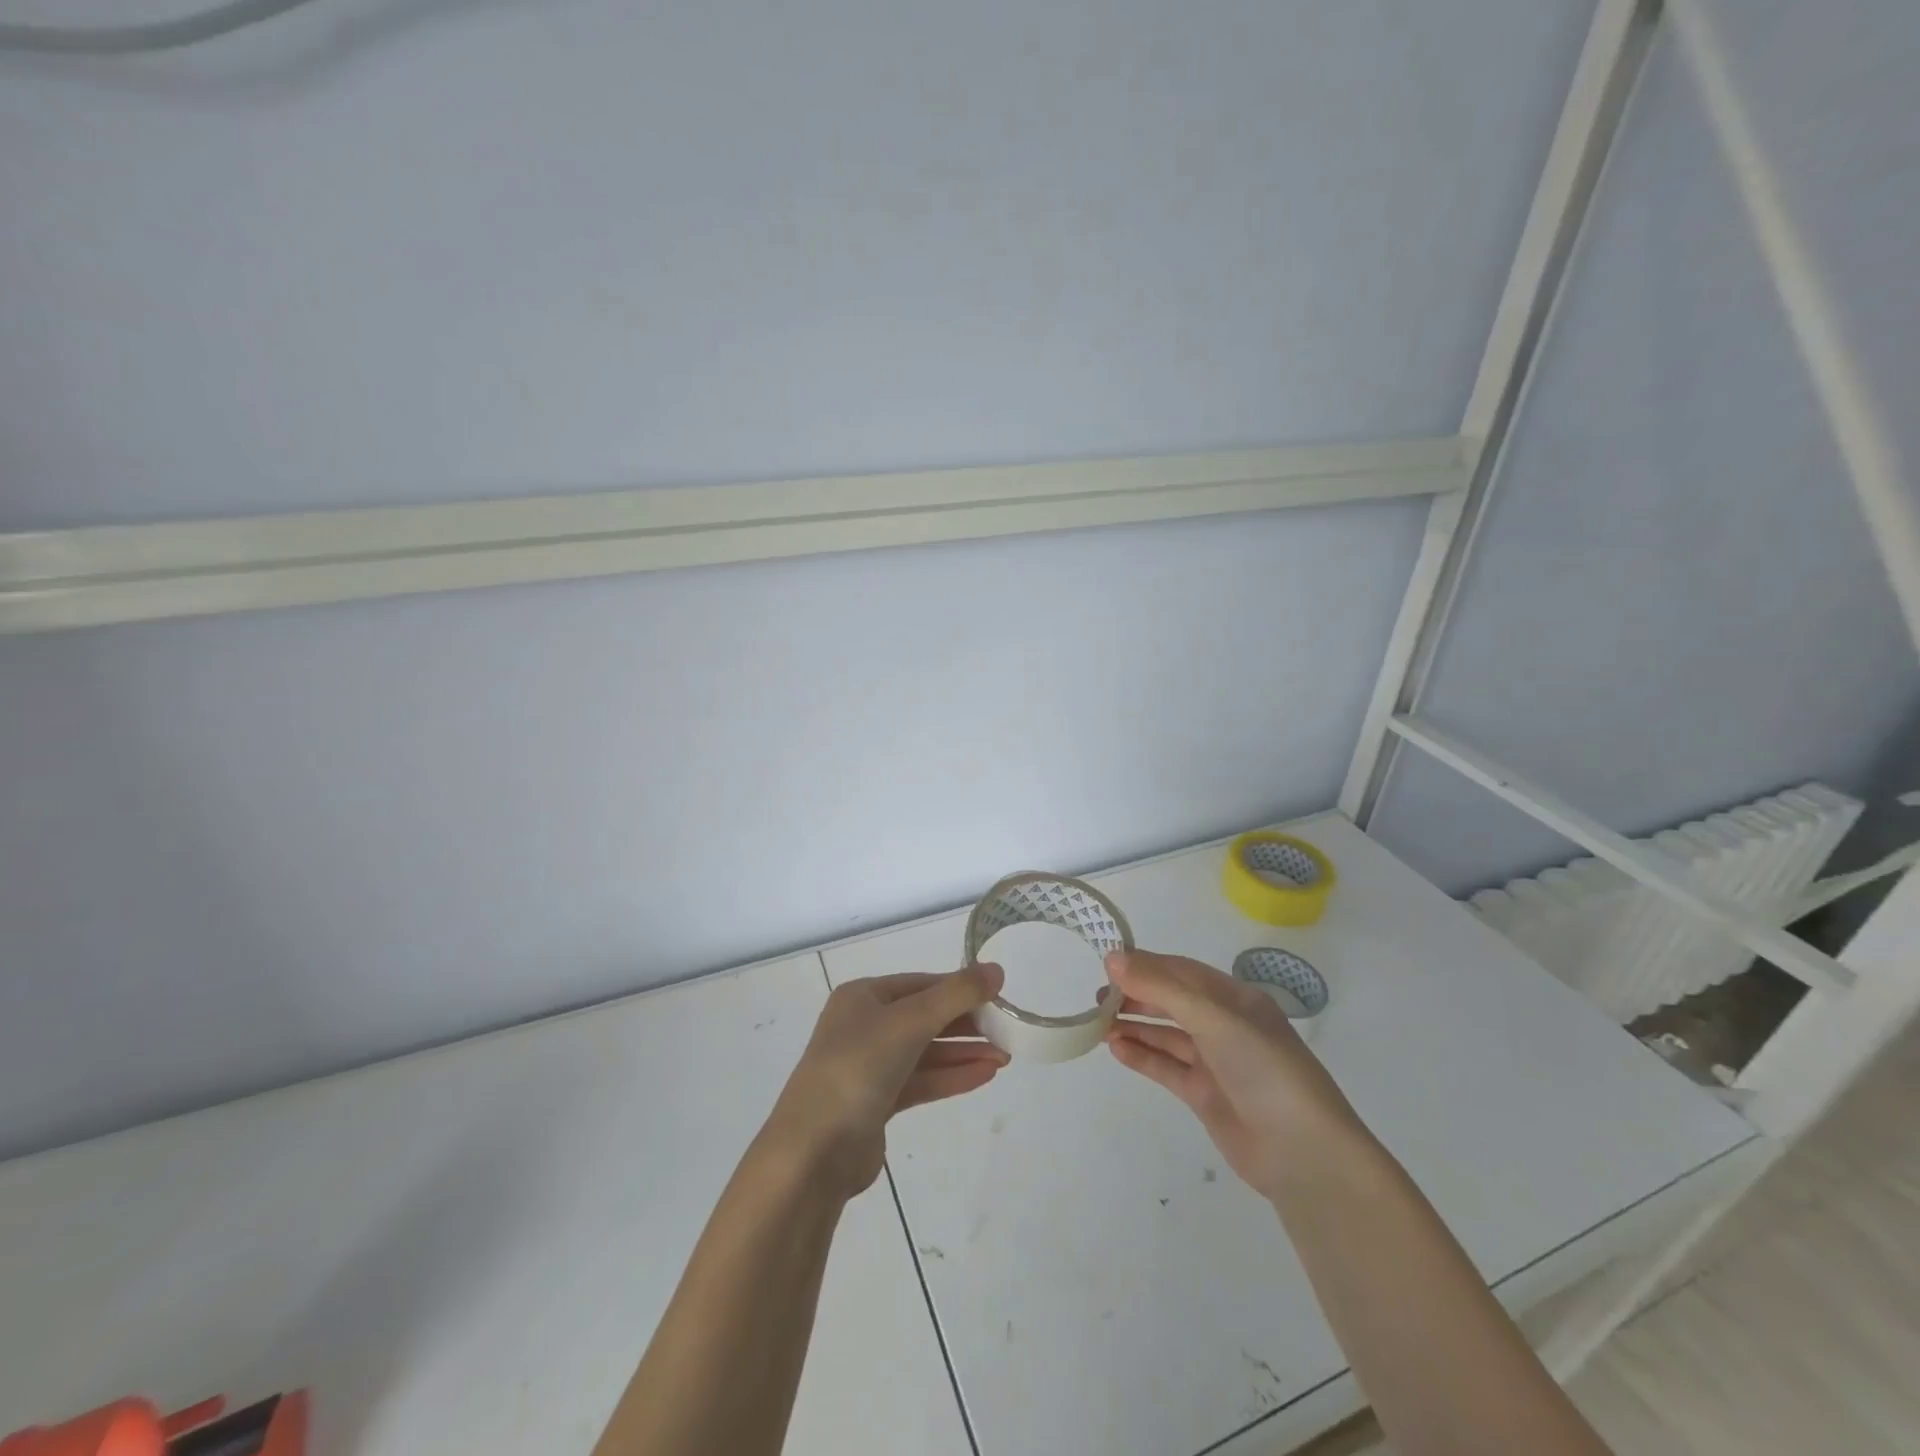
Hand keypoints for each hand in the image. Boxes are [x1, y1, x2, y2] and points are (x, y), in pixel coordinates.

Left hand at [761, 965, 1007, 1199]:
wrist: (813, 1152)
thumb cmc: (858, 1068)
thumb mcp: (910, 1021)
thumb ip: (956, 995)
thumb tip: (997, 969)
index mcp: (863, 996)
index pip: (921, 984)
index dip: (960, 988)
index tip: (999, 996)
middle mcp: (863, 1025)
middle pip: (925, 1017)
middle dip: (966, 1024)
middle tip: (1007, 1030)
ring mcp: (869, 1066)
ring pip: (926, 1051)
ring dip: (964, 1053)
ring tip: (1005, 1056)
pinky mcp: (876, 1103)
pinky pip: (921, 1081)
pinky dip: (951, 1077)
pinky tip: (984, 1076)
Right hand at [1104, 949, 1363, 1201]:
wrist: (1305, 1156)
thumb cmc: (1265, 1071)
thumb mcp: (1214, 1020)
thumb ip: (1162, 989)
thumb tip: (1112, 957)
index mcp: (1235, 998)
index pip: (1181, 971)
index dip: (1145, 965)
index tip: (1106, 965)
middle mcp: (1225, 1024)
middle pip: (1172, 1001)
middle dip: (1136, 996)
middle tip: (1097, 998)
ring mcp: (1215, 1062)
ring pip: (1166, 1035)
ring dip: (1134, 1026)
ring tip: (1097, 1023)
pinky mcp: (1205, 1095)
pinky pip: (1166, 1067)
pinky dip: (1142, 1056)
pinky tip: (1116, 1049)